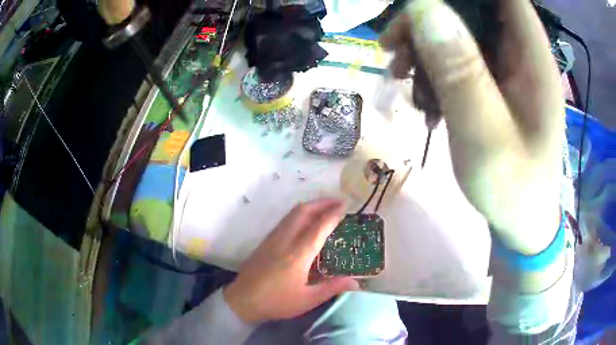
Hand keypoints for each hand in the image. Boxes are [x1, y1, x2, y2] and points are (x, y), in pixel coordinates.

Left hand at [224, 199, 359, 323]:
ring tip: (324, 208)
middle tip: (337, 202)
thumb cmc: (276, 302)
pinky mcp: (265, 241)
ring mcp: (272, 239)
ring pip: (292, 213)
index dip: (333, 214)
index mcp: (298, 254)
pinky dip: (299, 214)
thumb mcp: (307, 300)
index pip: (319, 227)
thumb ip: (332, 288)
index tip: (346, 205)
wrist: (243, 300)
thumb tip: (356, 282)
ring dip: (310, 206)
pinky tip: (305, 222)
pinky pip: (285, 220)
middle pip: (303, 211)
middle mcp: (285, 240)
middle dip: (321, 202)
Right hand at [380, 0, 563, 253]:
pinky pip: (458, 57)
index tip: (425, 6)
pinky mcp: (493, 84)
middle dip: (431, 18)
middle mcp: (521, 55)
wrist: (518, 223)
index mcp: (533, 59)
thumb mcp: (486, 136)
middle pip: (474, 9)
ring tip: (400, 73)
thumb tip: (423, 7)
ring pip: (460, 30)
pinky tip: (419, 93)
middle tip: (395, 45)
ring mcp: (506, 69)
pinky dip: (433, 66)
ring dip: (425, 43)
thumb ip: (460, 71)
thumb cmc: (513, 190)